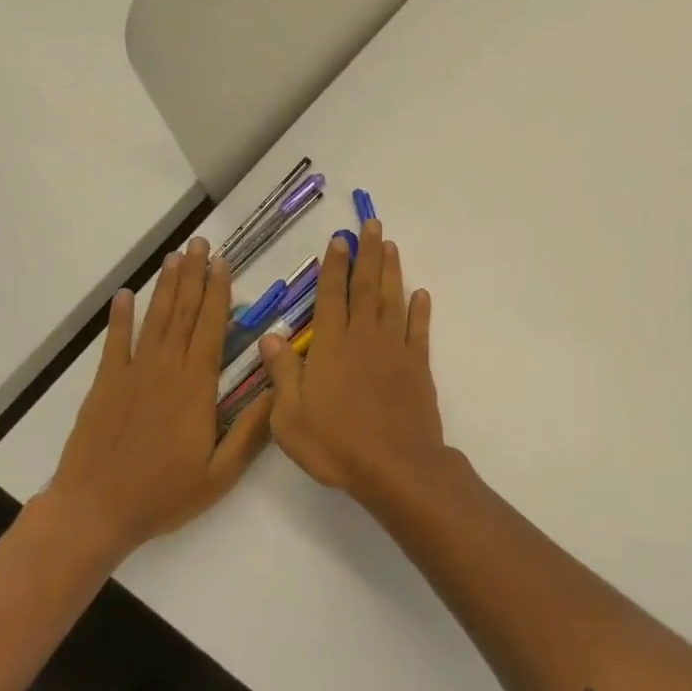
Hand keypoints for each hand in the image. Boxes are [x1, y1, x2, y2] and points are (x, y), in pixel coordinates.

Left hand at [45, 238, 272, 557]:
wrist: (95, 511)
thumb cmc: (164, 494)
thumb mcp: (221, 472)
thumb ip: (251, 430)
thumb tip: (280, 390)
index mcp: (196, 387)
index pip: (211, 328)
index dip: (218, 293)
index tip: (223, 263)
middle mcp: (165, 370)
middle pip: (183, 313)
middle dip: (194, 276)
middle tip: (200, 243)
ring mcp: (132, 374)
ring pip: (154, 320)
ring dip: (166, 287)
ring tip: (174, 257)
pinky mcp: (105, 385)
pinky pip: (115, 343)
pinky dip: (120, 317)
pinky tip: (125, 295)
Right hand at [261, 220, 445, 504]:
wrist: (395, 465)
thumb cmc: (335, 444)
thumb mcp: (289, 416)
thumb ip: (282, 372)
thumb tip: (270, 336)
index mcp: (331, 345)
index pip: (331, 295)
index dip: (334, 265)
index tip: (340, 239)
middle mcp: (364, 337)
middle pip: (366, 287)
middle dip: (368, 253)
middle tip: (372, 225)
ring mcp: (395, 349)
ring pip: (393, 300)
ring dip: (392, 271)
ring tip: (392, 246)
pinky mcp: (418, 366)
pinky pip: (419, 330)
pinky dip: (420, 310)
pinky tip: (421, 294)